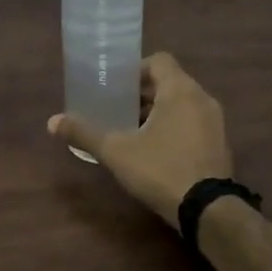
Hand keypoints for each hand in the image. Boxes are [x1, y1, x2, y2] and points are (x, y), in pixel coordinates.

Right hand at [48, 52, 232, 228]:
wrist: (207, 209)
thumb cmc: (160, 169)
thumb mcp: (116, 151)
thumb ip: (85, 133)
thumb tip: (52, 122)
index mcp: (180, 90)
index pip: (159, 61)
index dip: (135, 69)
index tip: (116, 87)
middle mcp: (202, 99)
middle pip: (169, 82)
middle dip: (142, 93)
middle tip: (116, 109)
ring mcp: (215, 122)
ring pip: (182, 104)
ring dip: (158, 111)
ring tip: (132, 130)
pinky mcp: (219, 144)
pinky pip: (193, 123)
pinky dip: (174, 127)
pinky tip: (155, 150)